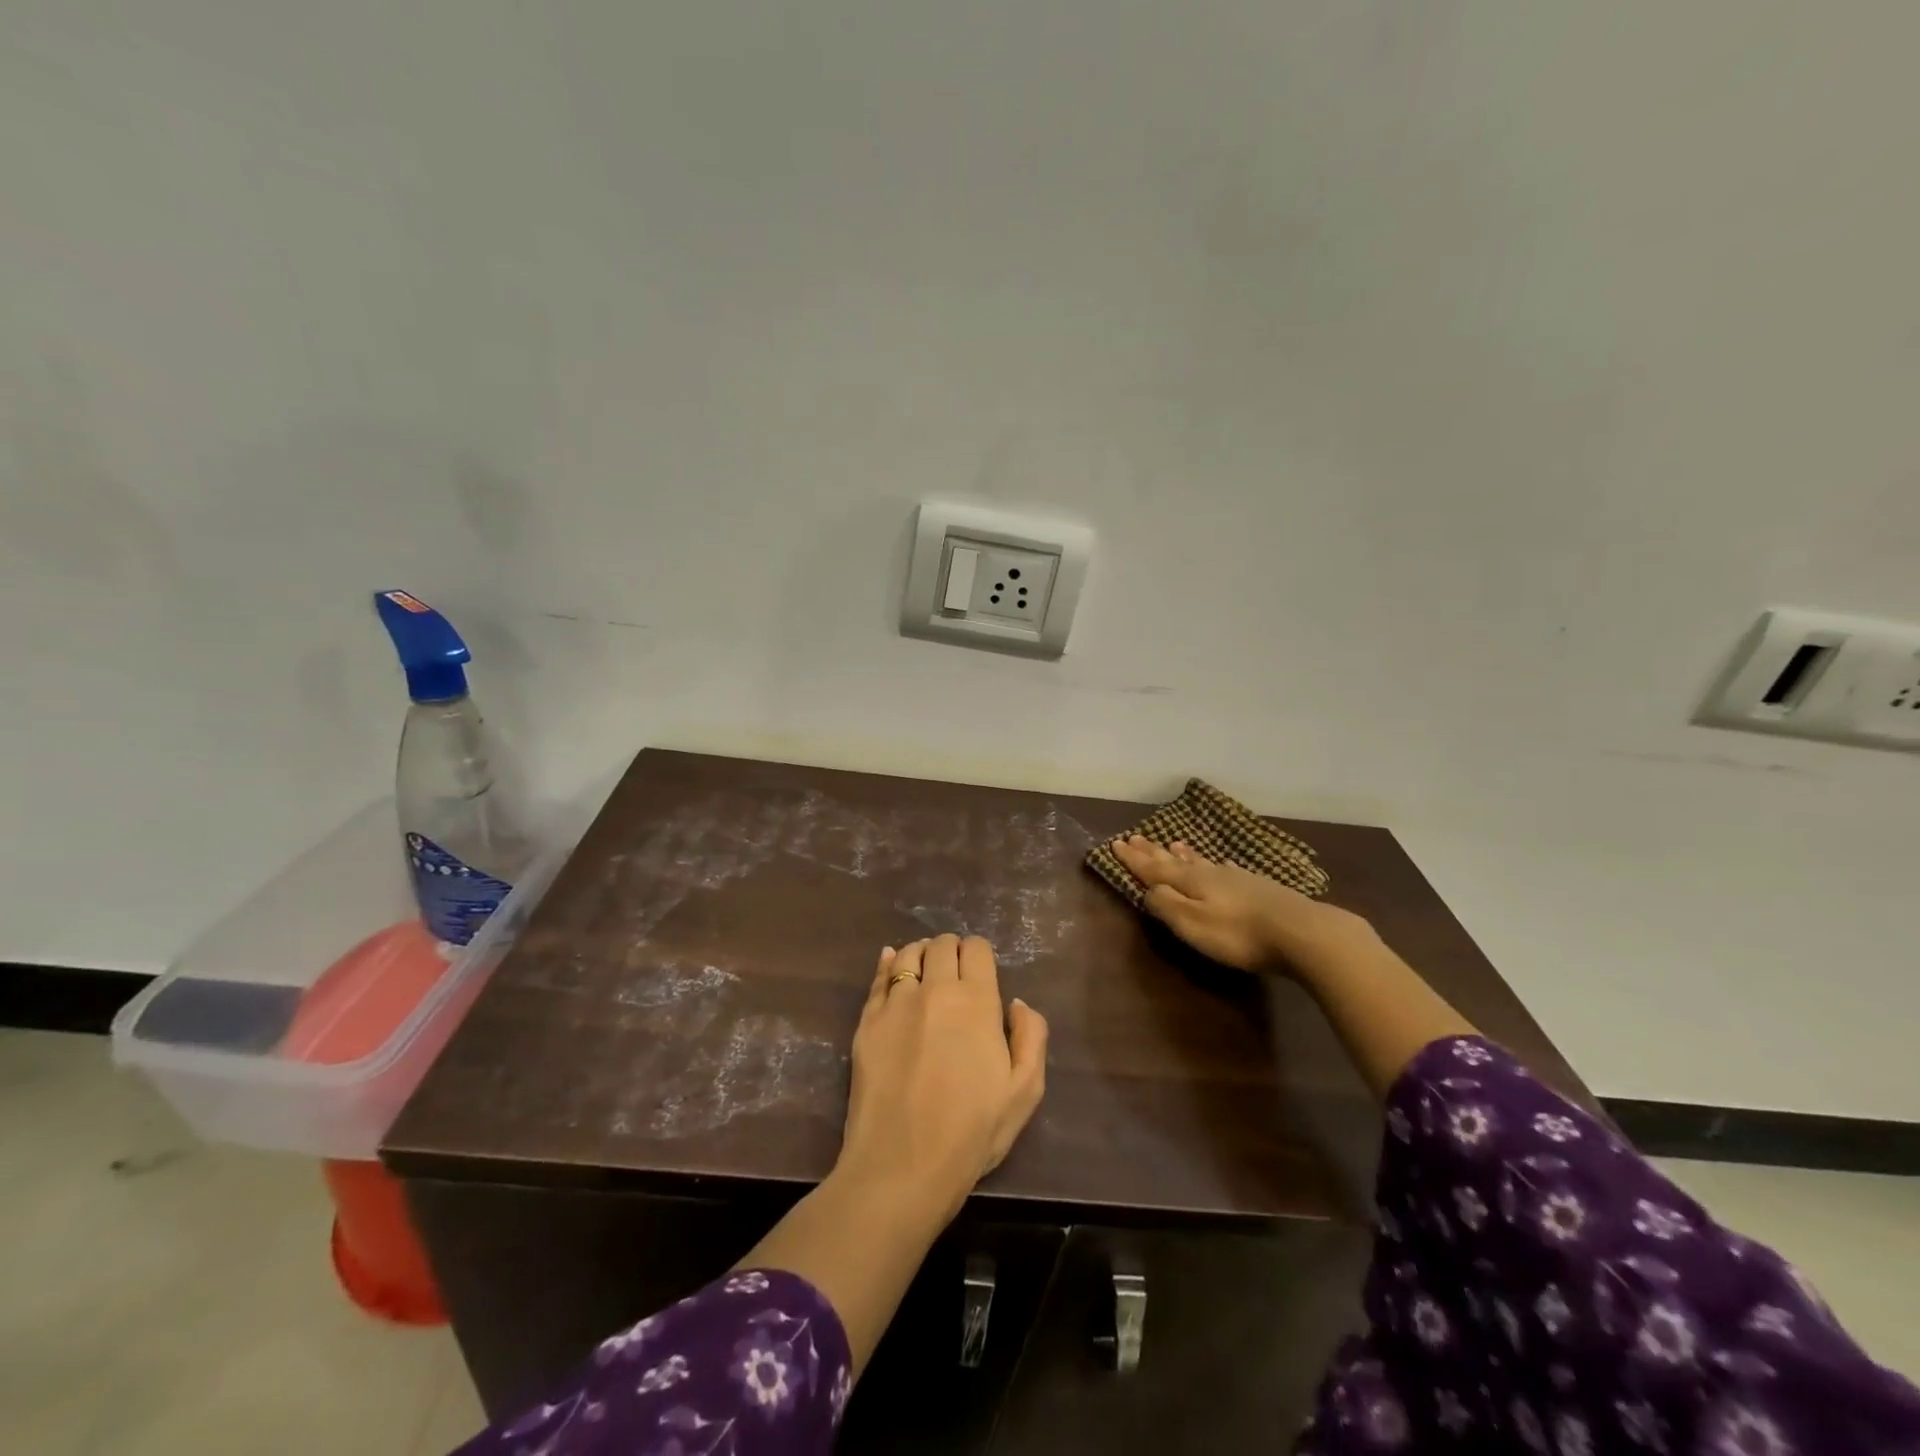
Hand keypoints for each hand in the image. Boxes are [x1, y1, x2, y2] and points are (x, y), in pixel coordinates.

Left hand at [837, 935, 1048, 1221]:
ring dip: (921, 954)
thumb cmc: (972, 1132)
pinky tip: (892, 963)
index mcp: (977, 1001)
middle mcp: (935, 990)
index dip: (979, 953)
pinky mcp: (867, 1021)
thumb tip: (1016, 1004)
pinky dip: (888, 963)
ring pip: (908, 954)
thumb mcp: (1025, 1091)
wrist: (903, 1164)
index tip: (980, 971)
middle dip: (951, 950)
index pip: (976, 949)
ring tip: (925, 970)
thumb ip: (1031, 1037)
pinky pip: (878, 977)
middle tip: (954, 972)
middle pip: (942, 945)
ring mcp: (896, 1003)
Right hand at [1110, 834, 1364, 974]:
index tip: (1115, 844)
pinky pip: (1224, 869)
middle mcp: (1209, 874)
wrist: (1302, 932)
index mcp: (1190, 882)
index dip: (1133, 859)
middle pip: (1174, 860)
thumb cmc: (1239, 934)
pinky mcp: (1258, 887)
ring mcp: (1236, 878)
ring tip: (1172, 843)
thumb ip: (1167, 906)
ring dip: (1182, 854)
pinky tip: (1219, 864)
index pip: (1153, 869)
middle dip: (1152, 851)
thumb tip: (1148, 890)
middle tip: (1135, 837)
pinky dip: (1212, 864)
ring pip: (1200, 861)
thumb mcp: (1193, 924)